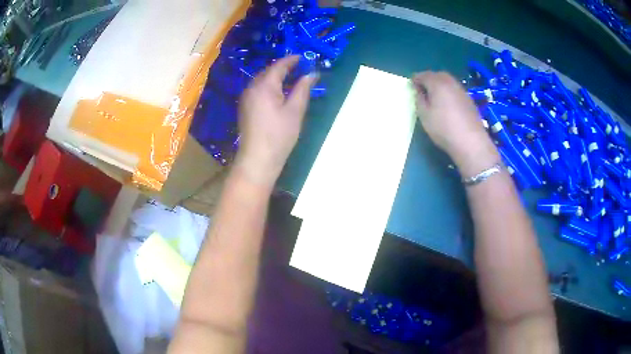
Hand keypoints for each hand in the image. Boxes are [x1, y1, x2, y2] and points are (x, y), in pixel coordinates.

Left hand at [235, 56, 318, 185]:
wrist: (257, 159)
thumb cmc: (279, 135)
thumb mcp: (295, 111)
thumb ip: (303, 89)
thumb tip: (311, 74)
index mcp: (264, 86)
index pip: (279, 66)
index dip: (292, 60)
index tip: (304, 57)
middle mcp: (252, 87)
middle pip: (268, 71)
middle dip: (284, 67)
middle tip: (300, 67)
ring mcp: (246, 98)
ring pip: (262, 80)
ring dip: (276, 76)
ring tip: (292, 78)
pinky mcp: (245, 107)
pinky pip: (258, 89)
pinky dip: (269, 86)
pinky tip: (279, 92)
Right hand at [412, 71, 498, 175]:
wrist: (471, 142)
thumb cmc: (443, 128)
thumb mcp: (424, 115)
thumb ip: (419, 99)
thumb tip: (419, 90)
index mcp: (437, 83)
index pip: (424, 75)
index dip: (416, 79)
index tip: (411, 85)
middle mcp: (450, 83)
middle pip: (438, 75)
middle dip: (429, 79)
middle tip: (422, 88)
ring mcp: (462, 91)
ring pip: (448, 81)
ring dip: (440, 84)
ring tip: (434, 96)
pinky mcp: (469, 100)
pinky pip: (455, 90)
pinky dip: (449, 91)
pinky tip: (447, 103)